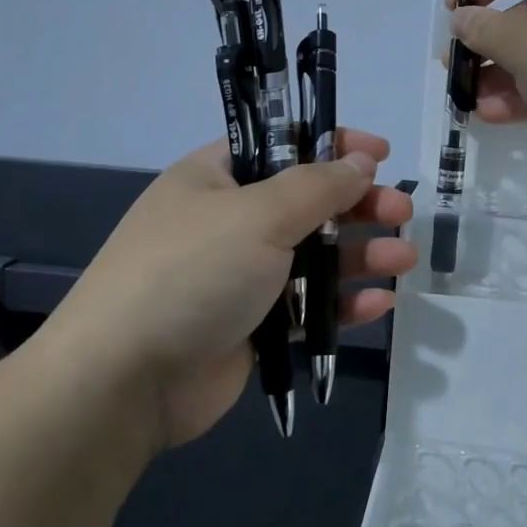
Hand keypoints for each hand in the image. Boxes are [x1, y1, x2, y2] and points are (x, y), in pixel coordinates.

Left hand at [58, 129, 415, 450]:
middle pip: (308, 202)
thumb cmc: (192, 272)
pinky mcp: (253, 326)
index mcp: (217, 178)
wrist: (124, 381)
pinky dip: (341, 303)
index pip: (283, 145)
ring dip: (360, 256)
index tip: (380, 153)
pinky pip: (307, 306)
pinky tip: (378, 304)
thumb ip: (317, 186)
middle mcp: (230, 221)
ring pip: (314, 256)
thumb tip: (361, 161)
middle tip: (402, 213)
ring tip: (403, 260)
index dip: (333, 144)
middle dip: (359, 206)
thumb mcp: (258, 214)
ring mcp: (241, 276)